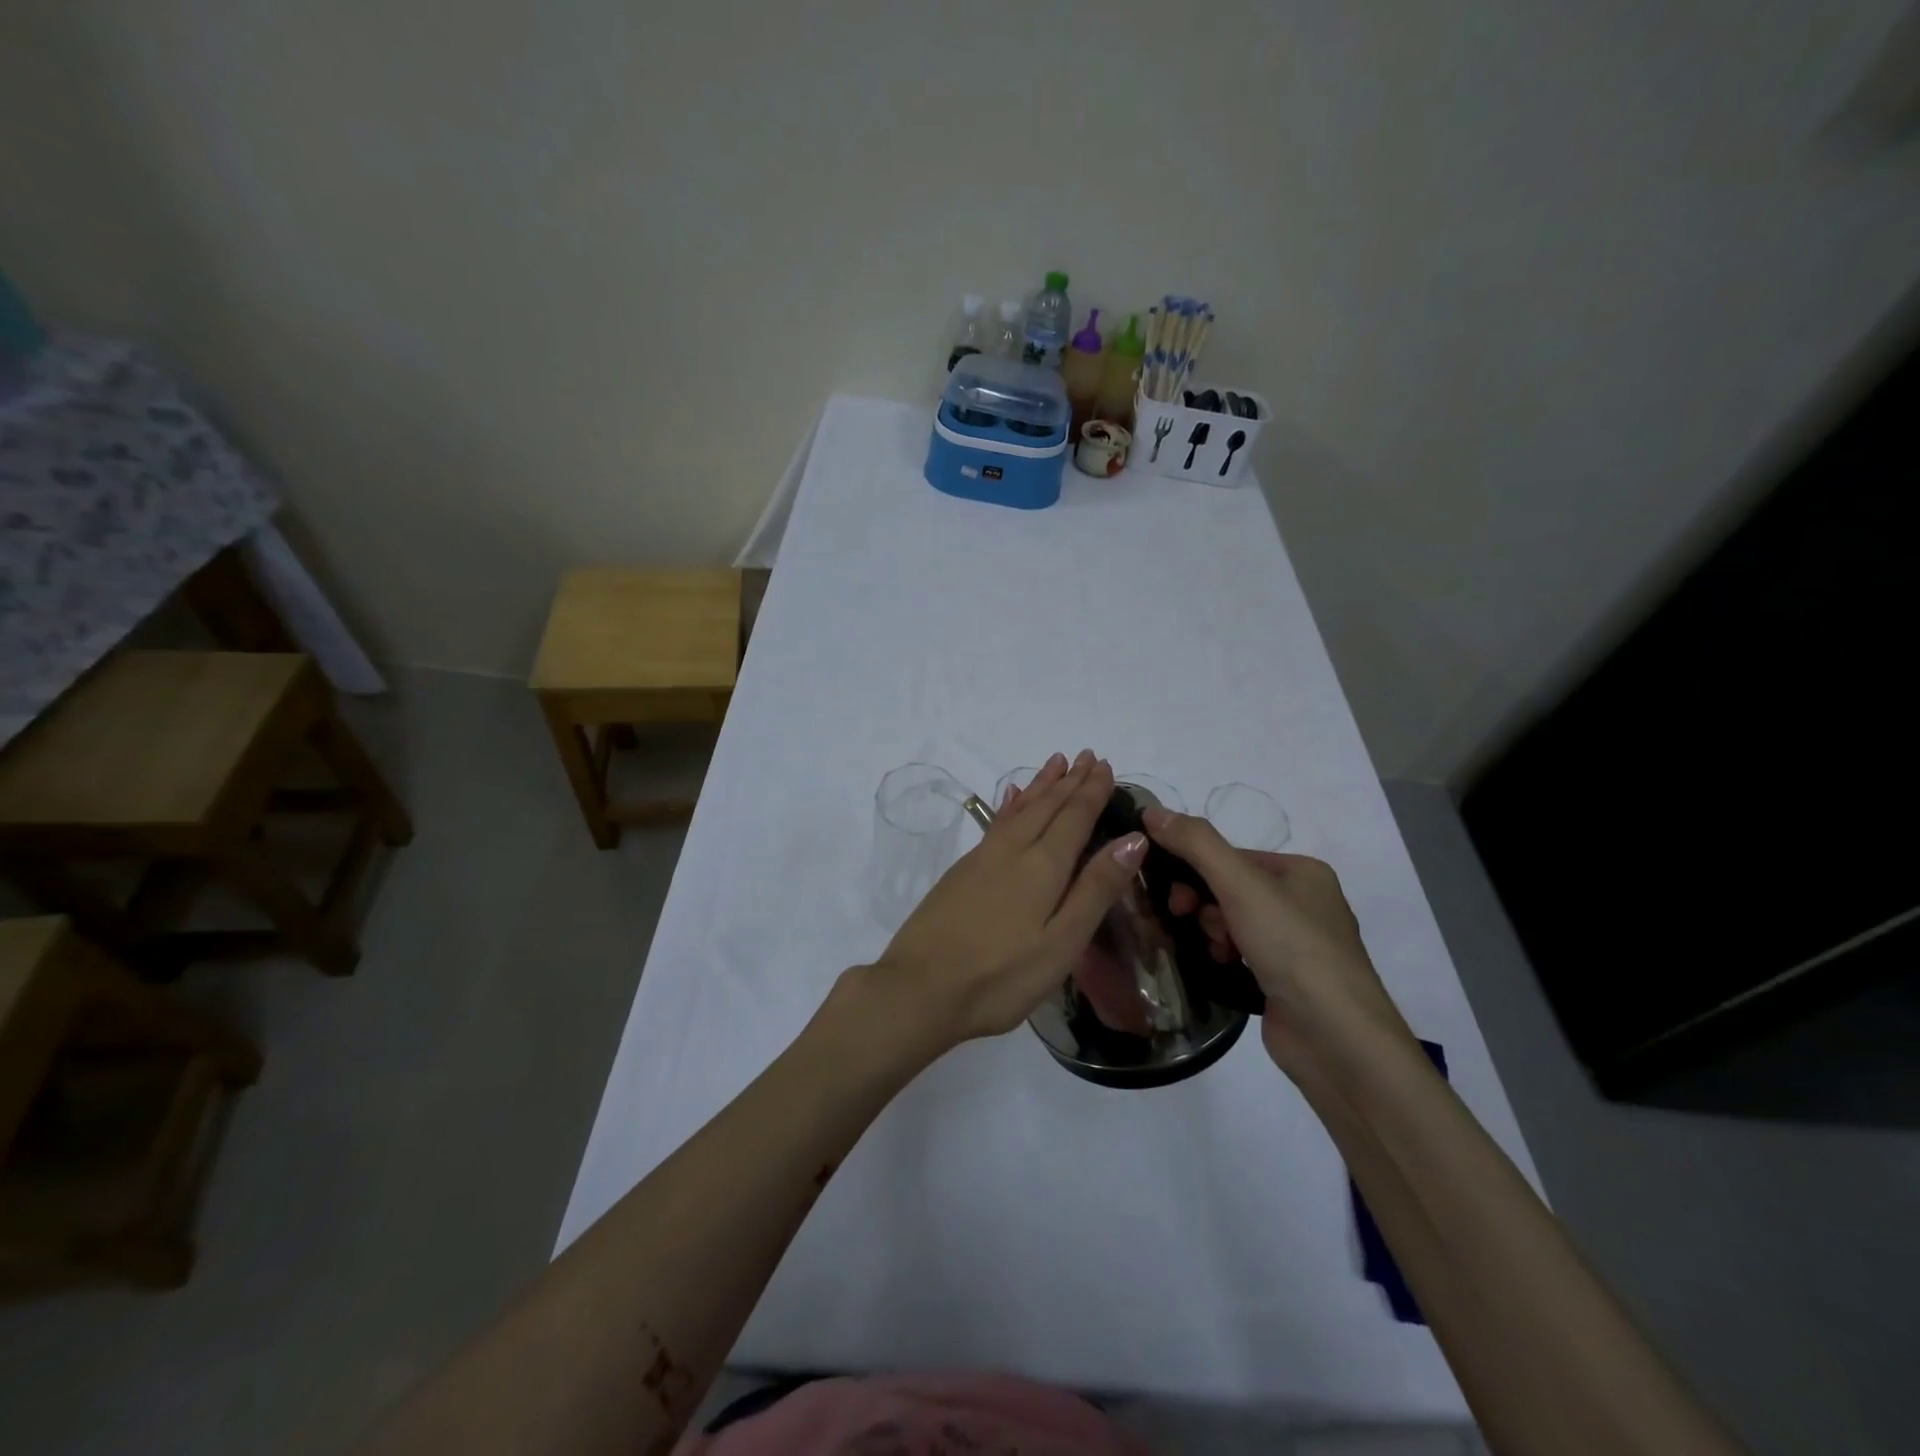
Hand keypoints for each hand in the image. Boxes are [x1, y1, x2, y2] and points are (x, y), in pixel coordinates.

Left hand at [865, 751, 1147, 1053]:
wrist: (919, 988)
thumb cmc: (1000, 976)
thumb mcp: (1062, 943)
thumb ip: (1096, 889)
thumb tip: (1133, 839)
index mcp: (1043, 866)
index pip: (1074, 817)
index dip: (1092, 791)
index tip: (1106, 765)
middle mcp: (1012, 850)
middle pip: (1046, 806)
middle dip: (1070, 780)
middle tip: (1087, 755)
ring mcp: (982, 858)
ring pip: (1019, 809)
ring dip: (1041, 785)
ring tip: (1055, 762)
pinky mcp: (961, 871)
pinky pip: (996, 822)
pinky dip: (1010, 804)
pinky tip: (1010, 798)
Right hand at [1142, 807, 1416, 1076]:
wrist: (1336, 1039)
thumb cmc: (1293, 948)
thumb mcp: (1241, 884)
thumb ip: (1195, 843)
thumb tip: (1151, 810)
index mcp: (1302, 872)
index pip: (1231, 855)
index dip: (1195, 868)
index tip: (1172, 892)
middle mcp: (1303, 903)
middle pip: (1229, 888)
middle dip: (1203, 903)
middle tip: (1185, 918)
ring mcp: (1296, 945)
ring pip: (1232, 922)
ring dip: (1212, 931)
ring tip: (1216, 951)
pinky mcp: (1285, 981)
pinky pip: (1240, 953)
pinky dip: (1224, 956)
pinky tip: (1221, 967)